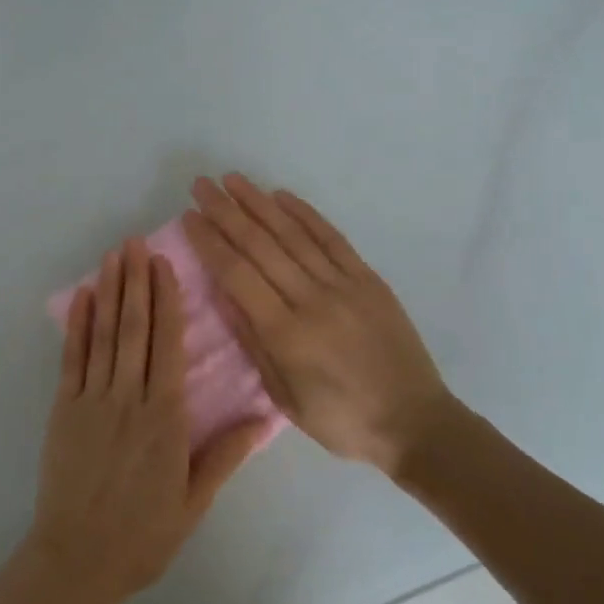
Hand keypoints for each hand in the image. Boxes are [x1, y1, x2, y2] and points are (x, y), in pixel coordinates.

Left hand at [25, 239, 267, 603]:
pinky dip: (77, 326)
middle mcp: (129, 398)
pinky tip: (83, 297)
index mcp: (165, 417)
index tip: (165, 264)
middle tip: (136, 242)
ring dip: (110, 292)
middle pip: (135, 329)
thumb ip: (225, 454)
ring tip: (114, 255)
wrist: (79, 560)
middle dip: (136, 282)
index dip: (167, 300)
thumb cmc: (144, 534)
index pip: (168, 345)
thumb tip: (263, 416)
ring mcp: (92, 400)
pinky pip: (72, 359)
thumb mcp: (194, 501)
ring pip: (105, 335)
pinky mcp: (64, 409)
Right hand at [184, 174, 455, 475]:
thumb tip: (223, 294)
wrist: (415, 423)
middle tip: (201, 185)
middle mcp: (312, 299)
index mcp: (286, 333)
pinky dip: (306, 214)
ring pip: (293, 234)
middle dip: (226, 211)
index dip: (210, 242)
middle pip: (260, 245)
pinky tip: (283, 196)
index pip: (237, 274)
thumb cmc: (341, 420)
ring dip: (259, 203)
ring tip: (233, 180)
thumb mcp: (285, 396)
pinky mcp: (367, 280)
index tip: (189, 217)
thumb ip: (253, 342)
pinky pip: (332, 238)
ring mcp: (343, 285)